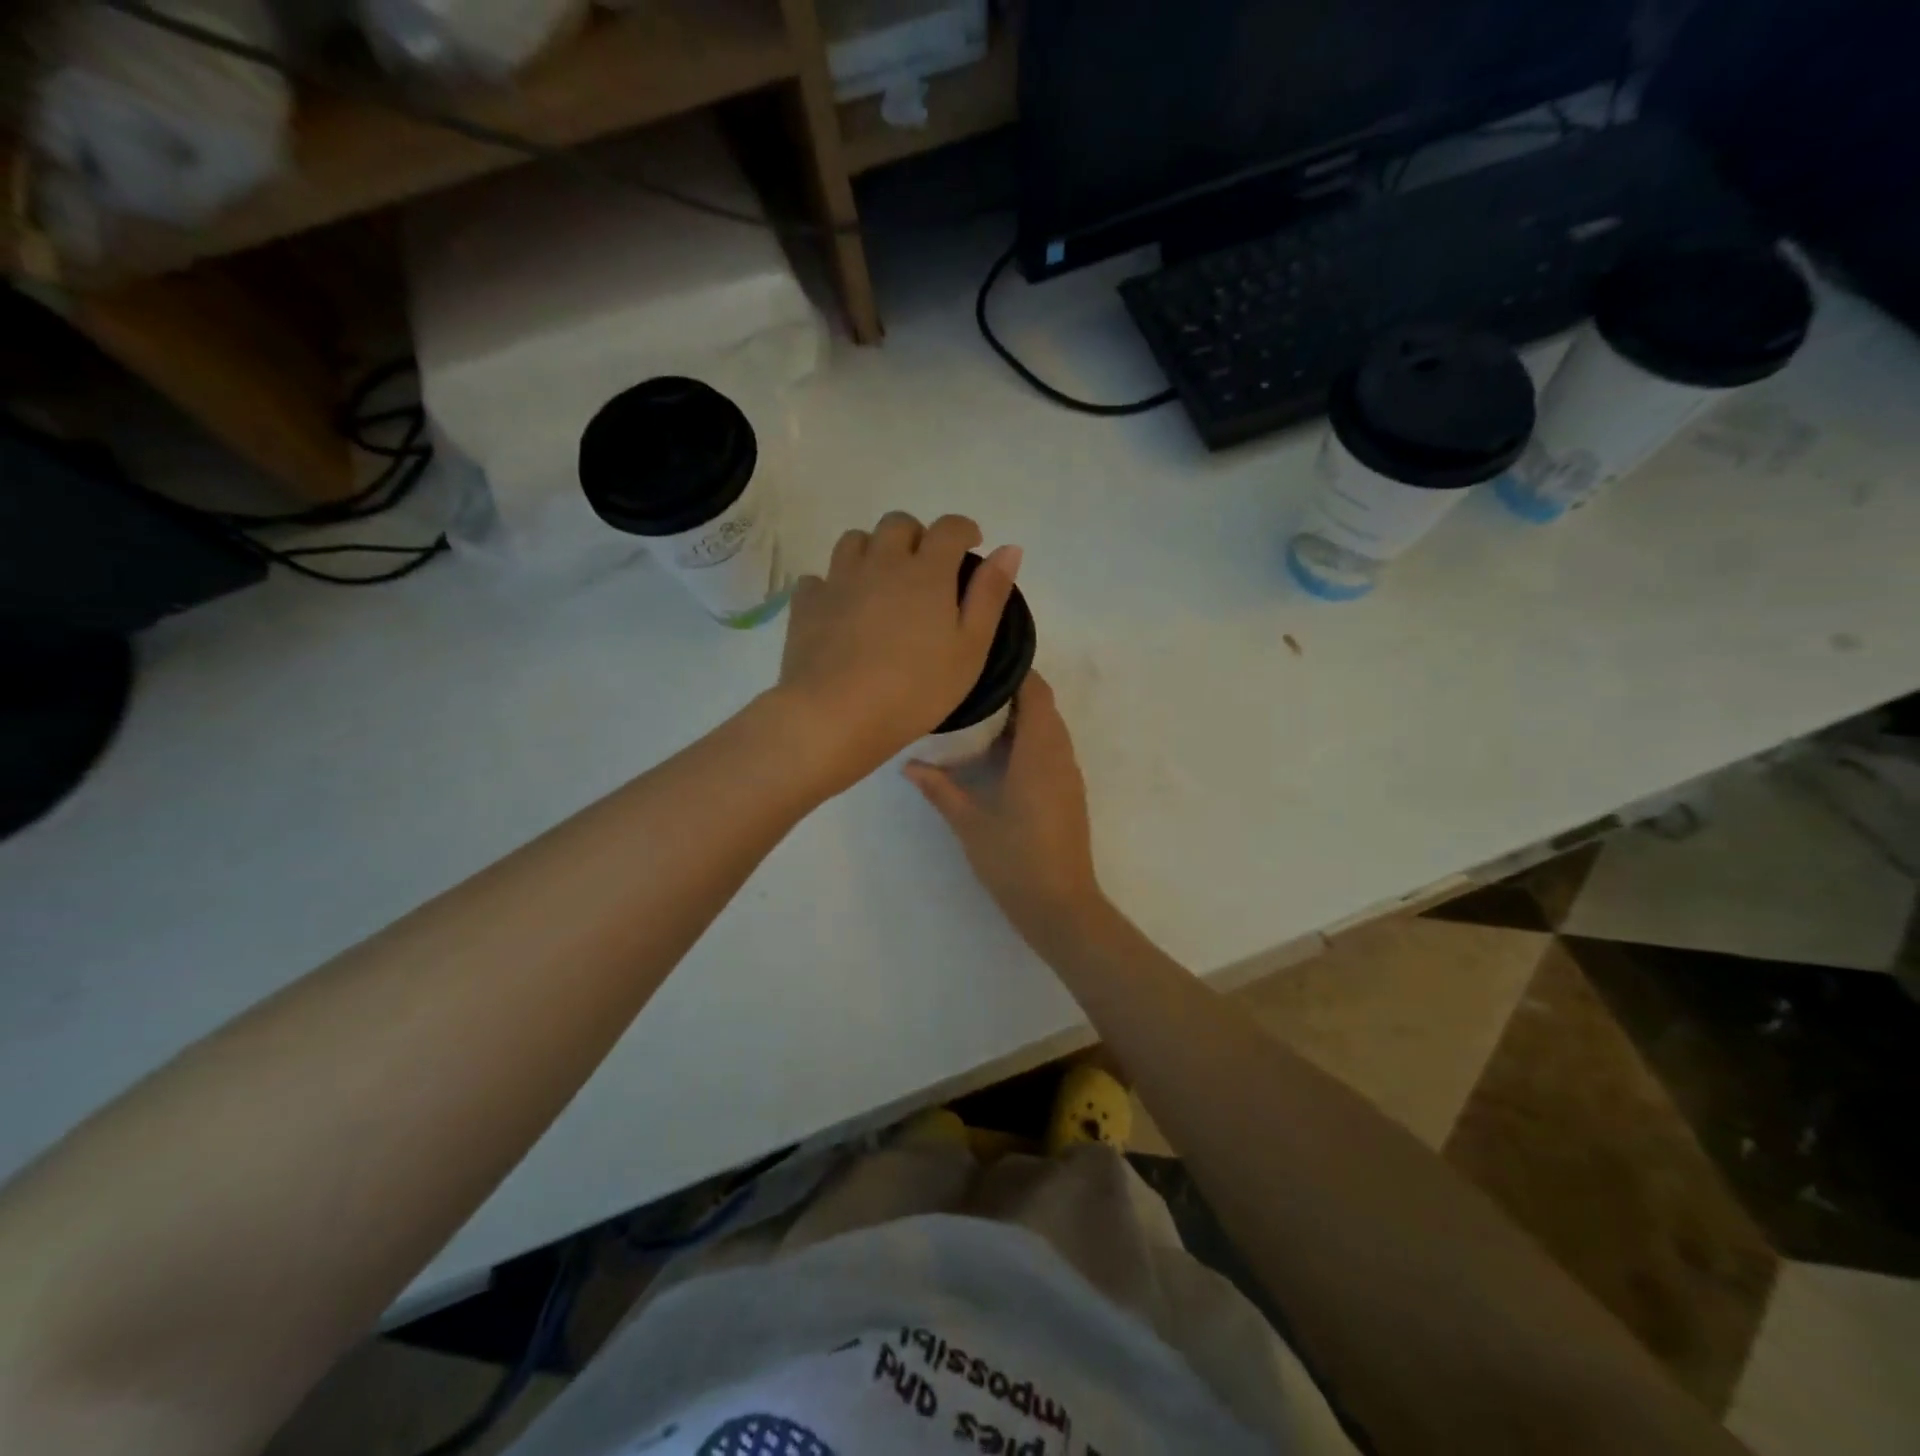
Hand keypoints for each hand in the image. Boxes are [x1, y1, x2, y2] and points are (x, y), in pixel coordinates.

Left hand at [772, 512, 1020, 793]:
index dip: (964, 530)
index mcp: (926, 572)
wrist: (836, 715)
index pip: (948, 528)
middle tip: (926, 567)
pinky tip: (841, 608)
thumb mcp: (970, 650)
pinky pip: (819, 577)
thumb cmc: (915, 690)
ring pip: (855, 541)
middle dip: (916, 535)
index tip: (971, 544)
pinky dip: (834, 584)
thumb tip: (1008, 548)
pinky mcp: (807, 604)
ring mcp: (839, 580)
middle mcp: (881, 563)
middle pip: (898, 524)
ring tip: (882, 581)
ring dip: (873, 550)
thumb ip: (990, 595)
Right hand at [904, 672, 1105, 947]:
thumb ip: (940, 789)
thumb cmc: (1014, 859)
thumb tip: (908, 765)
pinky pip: (1052, 750)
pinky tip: (998, 757)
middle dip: (1014, 693)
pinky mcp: (1069, 793)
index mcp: (1039, 753)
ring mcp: (1069, 776)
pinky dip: (1030, 741)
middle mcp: (1060, 756)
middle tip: (972, 691)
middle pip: (1044, 707)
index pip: (1036, 693)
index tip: (984, 663)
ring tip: (979, 719)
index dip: (1017, 671)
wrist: (1060, 905)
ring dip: (1022, 719)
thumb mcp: (969, 823)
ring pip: (1050, 729)